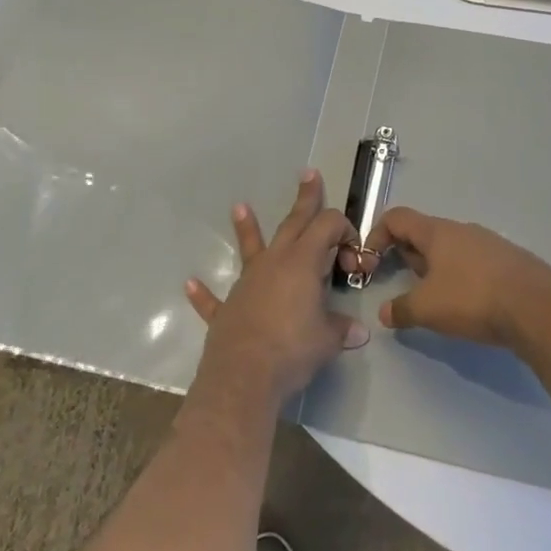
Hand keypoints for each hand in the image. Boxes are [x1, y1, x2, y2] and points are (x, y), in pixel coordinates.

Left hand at [185, 171, 369, 405]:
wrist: (244, 376)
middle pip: (294, 222)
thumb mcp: (328, 340)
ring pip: (251, 247)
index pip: (328, 226)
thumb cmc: (293, 349)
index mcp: (303, 261)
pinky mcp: (227, 308)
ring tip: (239, 206)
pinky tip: (191, 283)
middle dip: (305, 199)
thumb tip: (359, 332)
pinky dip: (203, 292)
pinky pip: (214, 298)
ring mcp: (248, 282)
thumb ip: (342, 330)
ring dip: (247, 227)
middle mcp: (275, 262)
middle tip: (309, 174)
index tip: (354, 257)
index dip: (345, 232)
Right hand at [364, 207, 550, 351]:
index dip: (377, 234)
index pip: (397, 217)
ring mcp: (487, 243)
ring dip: (434, 268)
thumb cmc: (473, 298)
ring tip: (433, 298)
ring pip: (449, 249)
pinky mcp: (506, 261)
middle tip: (400, 283)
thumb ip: (402, 309)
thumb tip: (385, 312)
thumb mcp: (428, 308)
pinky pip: (472, 261)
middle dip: (406, 255)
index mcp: (436, 232)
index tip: (370, 262)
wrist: (536, 306)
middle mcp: (461, 230)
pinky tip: (466, 303)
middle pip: (423, 233)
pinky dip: (459, 276)